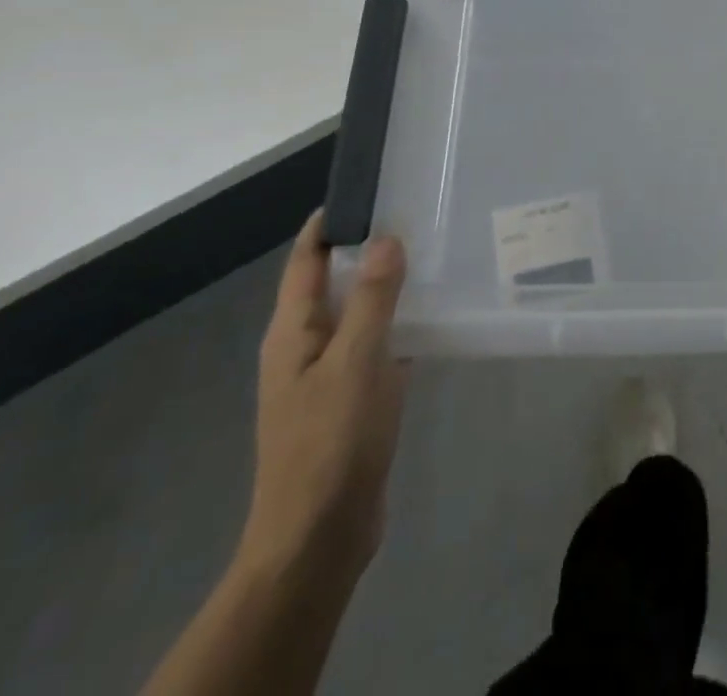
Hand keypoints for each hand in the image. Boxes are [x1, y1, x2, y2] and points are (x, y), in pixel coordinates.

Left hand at [238, 212, 411, 594]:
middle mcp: (305, 344)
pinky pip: (375, 344)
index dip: (331, 222)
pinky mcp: (352, 398)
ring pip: (359, 312)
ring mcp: (328, 373)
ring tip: (433, 254)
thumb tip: (386, 237)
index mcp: (293, 331)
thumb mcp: (356, 362)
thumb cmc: (331, 443)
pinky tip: (434, 315)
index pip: (306, 259)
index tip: (372, 188)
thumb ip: (373, 298)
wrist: (318, 537)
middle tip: (417, 214)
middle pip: (333, 281)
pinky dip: (399, 323)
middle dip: (368, 247)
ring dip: (387, 285)